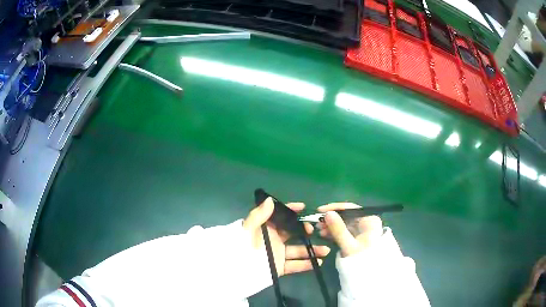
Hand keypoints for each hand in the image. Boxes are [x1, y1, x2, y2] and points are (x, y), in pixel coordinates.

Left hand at [243, 197, 330, 275]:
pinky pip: (295, 265)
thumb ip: (258, 215)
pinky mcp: (280, 267)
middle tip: (312, 230)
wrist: (236, 270)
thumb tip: (271, 200)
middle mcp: (274, 239)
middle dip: (305, 230)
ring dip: (312, 250)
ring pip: (298, 250)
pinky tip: (318, 263)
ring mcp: (278, 254)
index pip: (280, 216)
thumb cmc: (241, 247)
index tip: (303, 207)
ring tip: (326, 250)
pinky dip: (307, 264)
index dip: (290, 210)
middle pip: (293, 233)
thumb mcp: (247, 230)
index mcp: (266, 228)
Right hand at [316, 203, 382, 256]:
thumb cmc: (362, 259)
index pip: (351, 208)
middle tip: (317, 223)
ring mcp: (362, 230)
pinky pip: (344, 231)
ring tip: (318, 230)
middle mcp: (367, 222)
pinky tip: (324, 235)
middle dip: (331, 219)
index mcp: (369, 220)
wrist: (369, 275)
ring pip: (344, 223)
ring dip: (331, 226)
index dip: (335, 208)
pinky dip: (334, 232)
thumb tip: (327, 213)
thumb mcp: (349, 245)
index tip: (320, 211)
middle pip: (347, 215)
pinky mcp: (357, 237)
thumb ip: (338, 229)